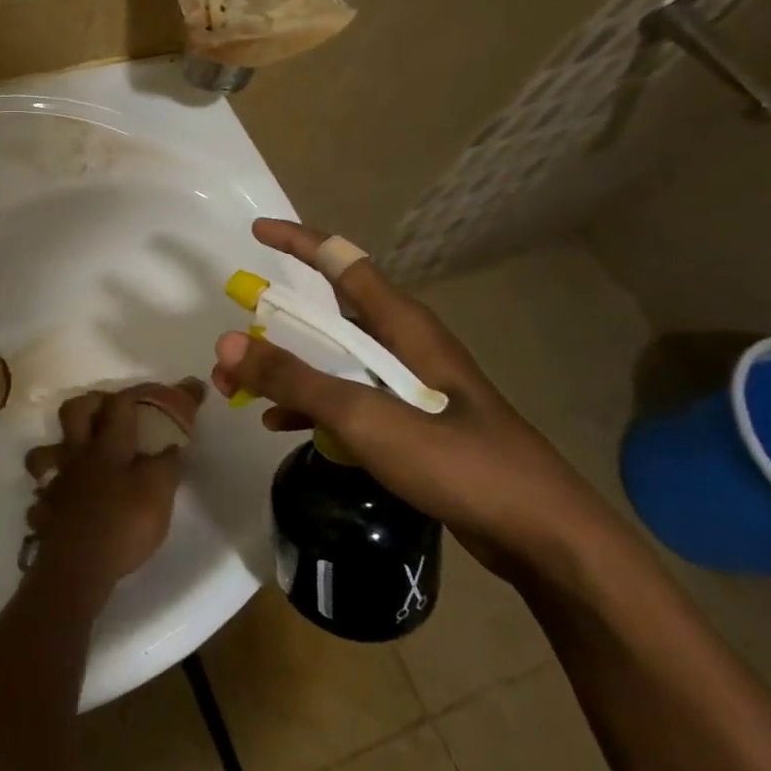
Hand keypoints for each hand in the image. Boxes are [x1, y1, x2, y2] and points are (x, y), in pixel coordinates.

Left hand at [22, 381, 203, 588]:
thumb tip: (173, 444)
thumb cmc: (122, 524)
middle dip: (91, 403)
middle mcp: (77, 456)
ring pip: (44, 452)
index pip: (122, 404)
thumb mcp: (158, 493)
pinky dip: (51, 496)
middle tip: (109, 411)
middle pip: (72, 411)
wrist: (77, 567)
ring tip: (76, 458)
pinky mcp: (46, 511)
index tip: (175, 390)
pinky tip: (63, 504)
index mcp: (107, 446)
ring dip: (57, 450)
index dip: (146, 392)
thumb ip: (167, 464)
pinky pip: (42, 496)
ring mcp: (56, 483)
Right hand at [211, 218, 622, 580]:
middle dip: (273, 326)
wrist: (544, 539)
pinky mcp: (410, 424)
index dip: (299, 242)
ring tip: (239, 391)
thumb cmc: (460, 462)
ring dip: (285, 370)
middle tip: (230, 346)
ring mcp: (409, 387)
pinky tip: (280, 425)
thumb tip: (226, 342)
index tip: (256, 232)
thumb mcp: (366, 417)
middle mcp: (404, 346)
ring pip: (332, 361)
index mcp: (404, 326)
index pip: (344, 263)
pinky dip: (311, 405)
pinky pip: (347, 400)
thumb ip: (295, 378)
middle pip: (328, 317)